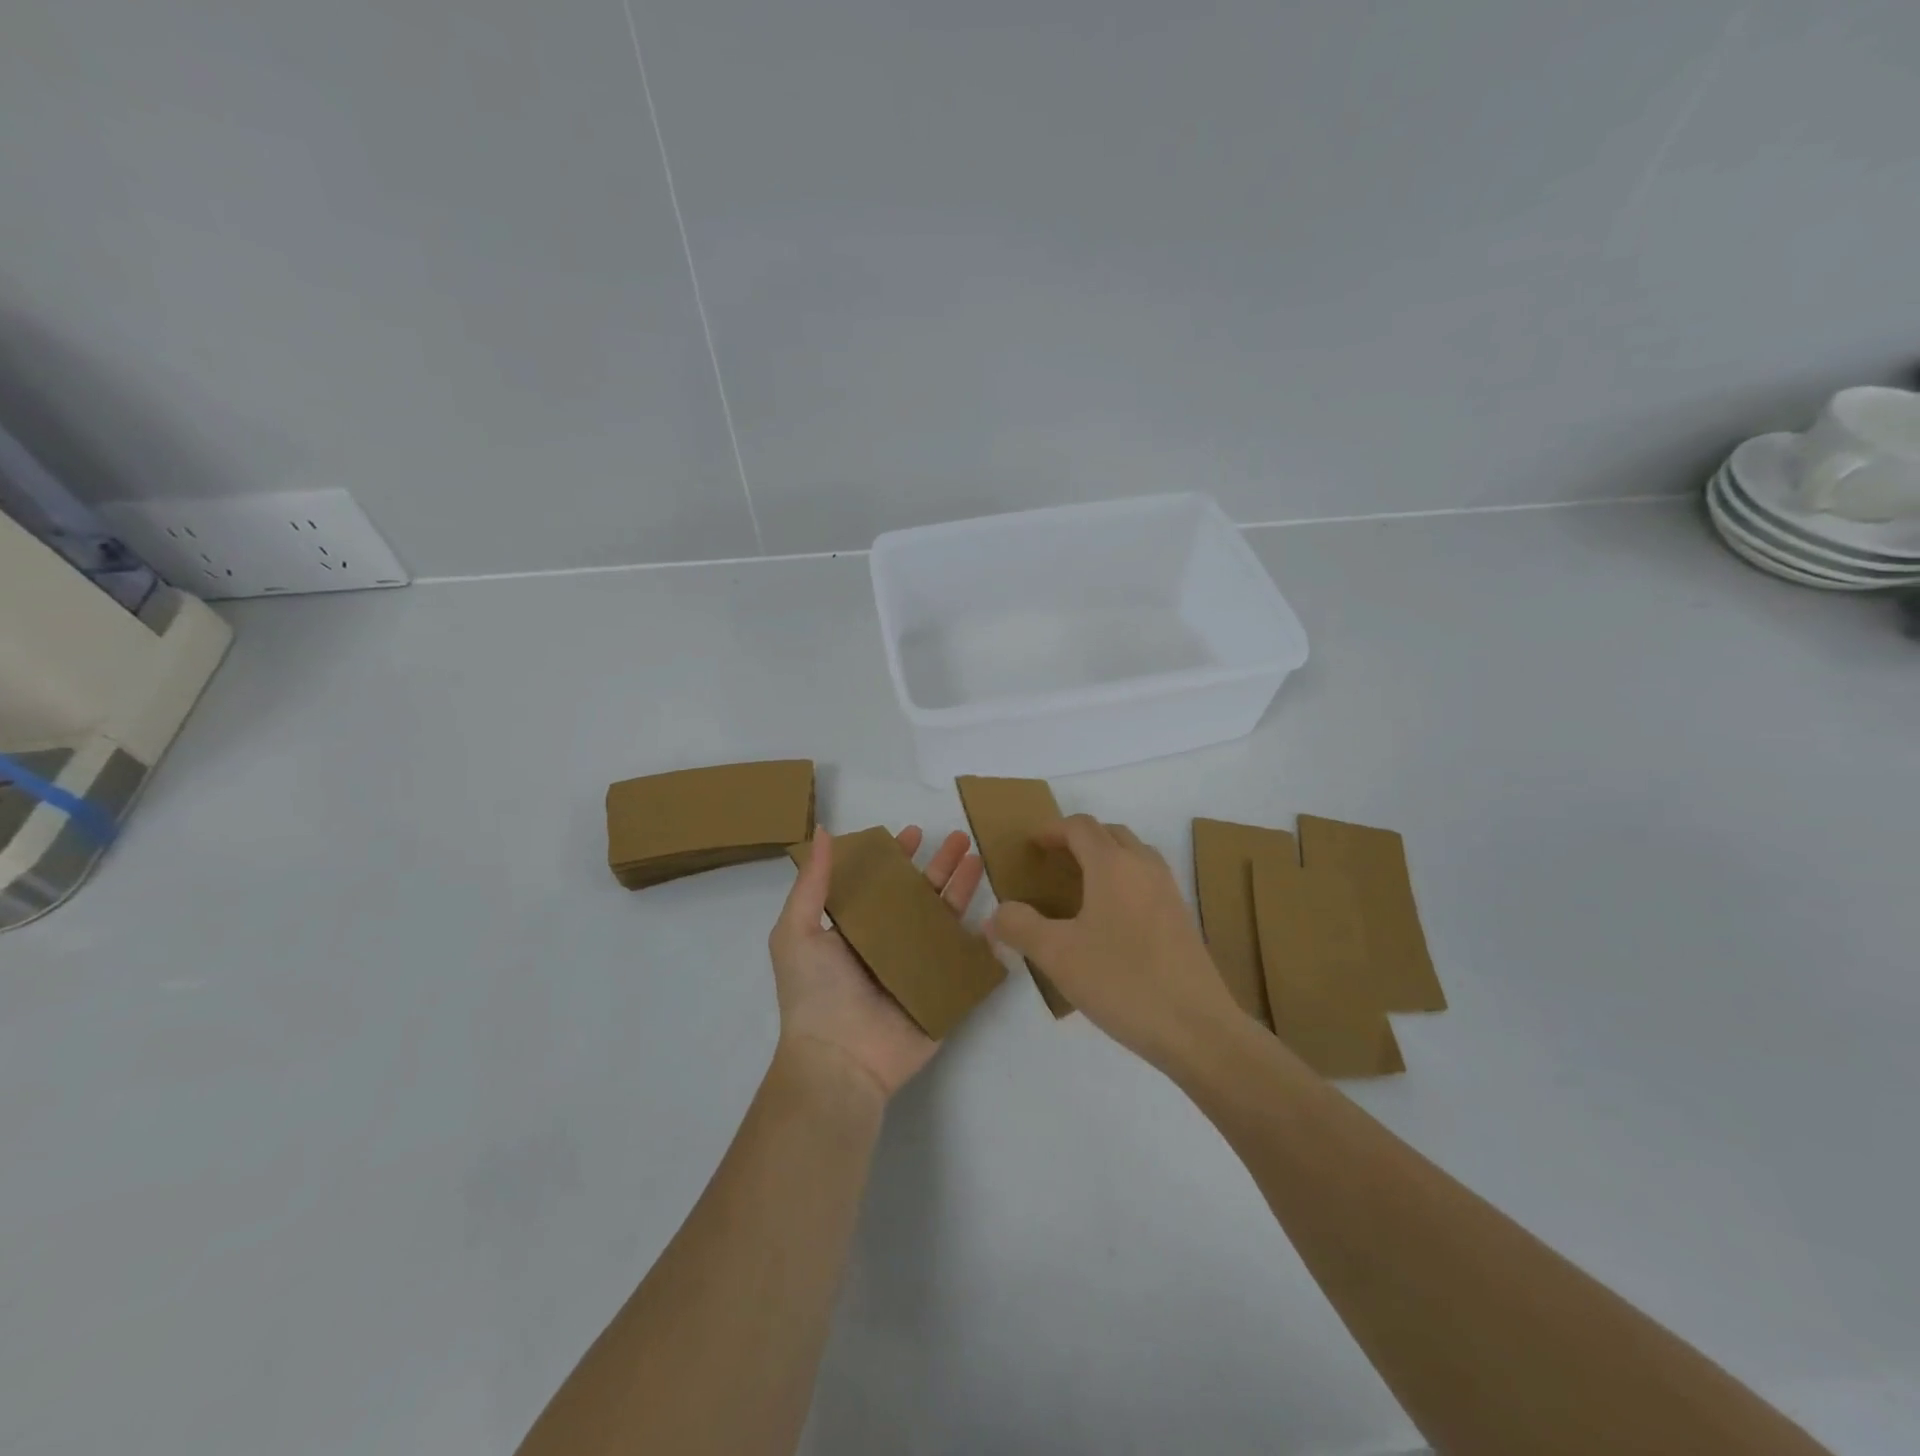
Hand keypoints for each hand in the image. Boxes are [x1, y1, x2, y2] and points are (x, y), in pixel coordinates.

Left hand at [770, 825, 984, 1101]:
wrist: (840, 1061)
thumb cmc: (815, 993)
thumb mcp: (797, 931)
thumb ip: (813, 882)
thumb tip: (822, 831)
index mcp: (857, 928)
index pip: (883, 883)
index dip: (898, 857)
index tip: (915, 832)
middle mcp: (890, 943)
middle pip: (921, 895)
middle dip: (940, 865)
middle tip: (961, 837)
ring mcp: (920, 966)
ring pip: (947, 919)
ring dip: (963, 888)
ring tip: (978, 858)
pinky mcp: (943, 991)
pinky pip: (967, 959)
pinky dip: (984, 937)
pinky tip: (998, 912)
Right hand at [988, 816, 1238, 1070]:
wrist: (1197, 1028)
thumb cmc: (1122, 982)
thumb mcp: (1058, 956)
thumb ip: (1021, 927)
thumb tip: (997, 913)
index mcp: (1113, 865)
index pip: (1080, 827)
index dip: (1052, 830)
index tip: (1032, 846)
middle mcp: (1144, 867)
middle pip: (1109, 834)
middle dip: (1079, 839)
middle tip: (1053, 862)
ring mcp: (1169, 891)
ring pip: (1133, 855)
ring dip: (1105, 858)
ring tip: (1081, 886)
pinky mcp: (1182, 918)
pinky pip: (1147, 880)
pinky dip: (1124, 881)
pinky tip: (1111, 920)